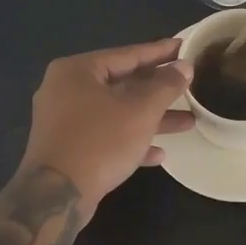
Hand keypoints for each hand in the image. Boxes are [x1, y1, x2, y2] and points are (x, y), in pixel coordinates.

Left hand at [19, 39, 194, 207]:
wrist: (56, 197)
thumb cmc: (99, 142)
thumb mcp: (140, 111)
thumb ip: (165, 86)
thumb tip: (184, 66)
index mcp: (77, 71)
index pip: (127, 54)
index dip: (160, 52)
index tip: (184, 47)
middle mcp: (66, 90)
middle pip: (122, 83)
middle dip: (158, 90)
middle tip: (189, 84)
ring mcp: (65, 121)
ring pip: (117, 112)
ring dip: (151, 118)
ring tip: (188, 121)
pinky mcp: (68, 148)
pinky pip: (106, 135)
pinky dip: (130, 140)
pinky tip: (159, 153)